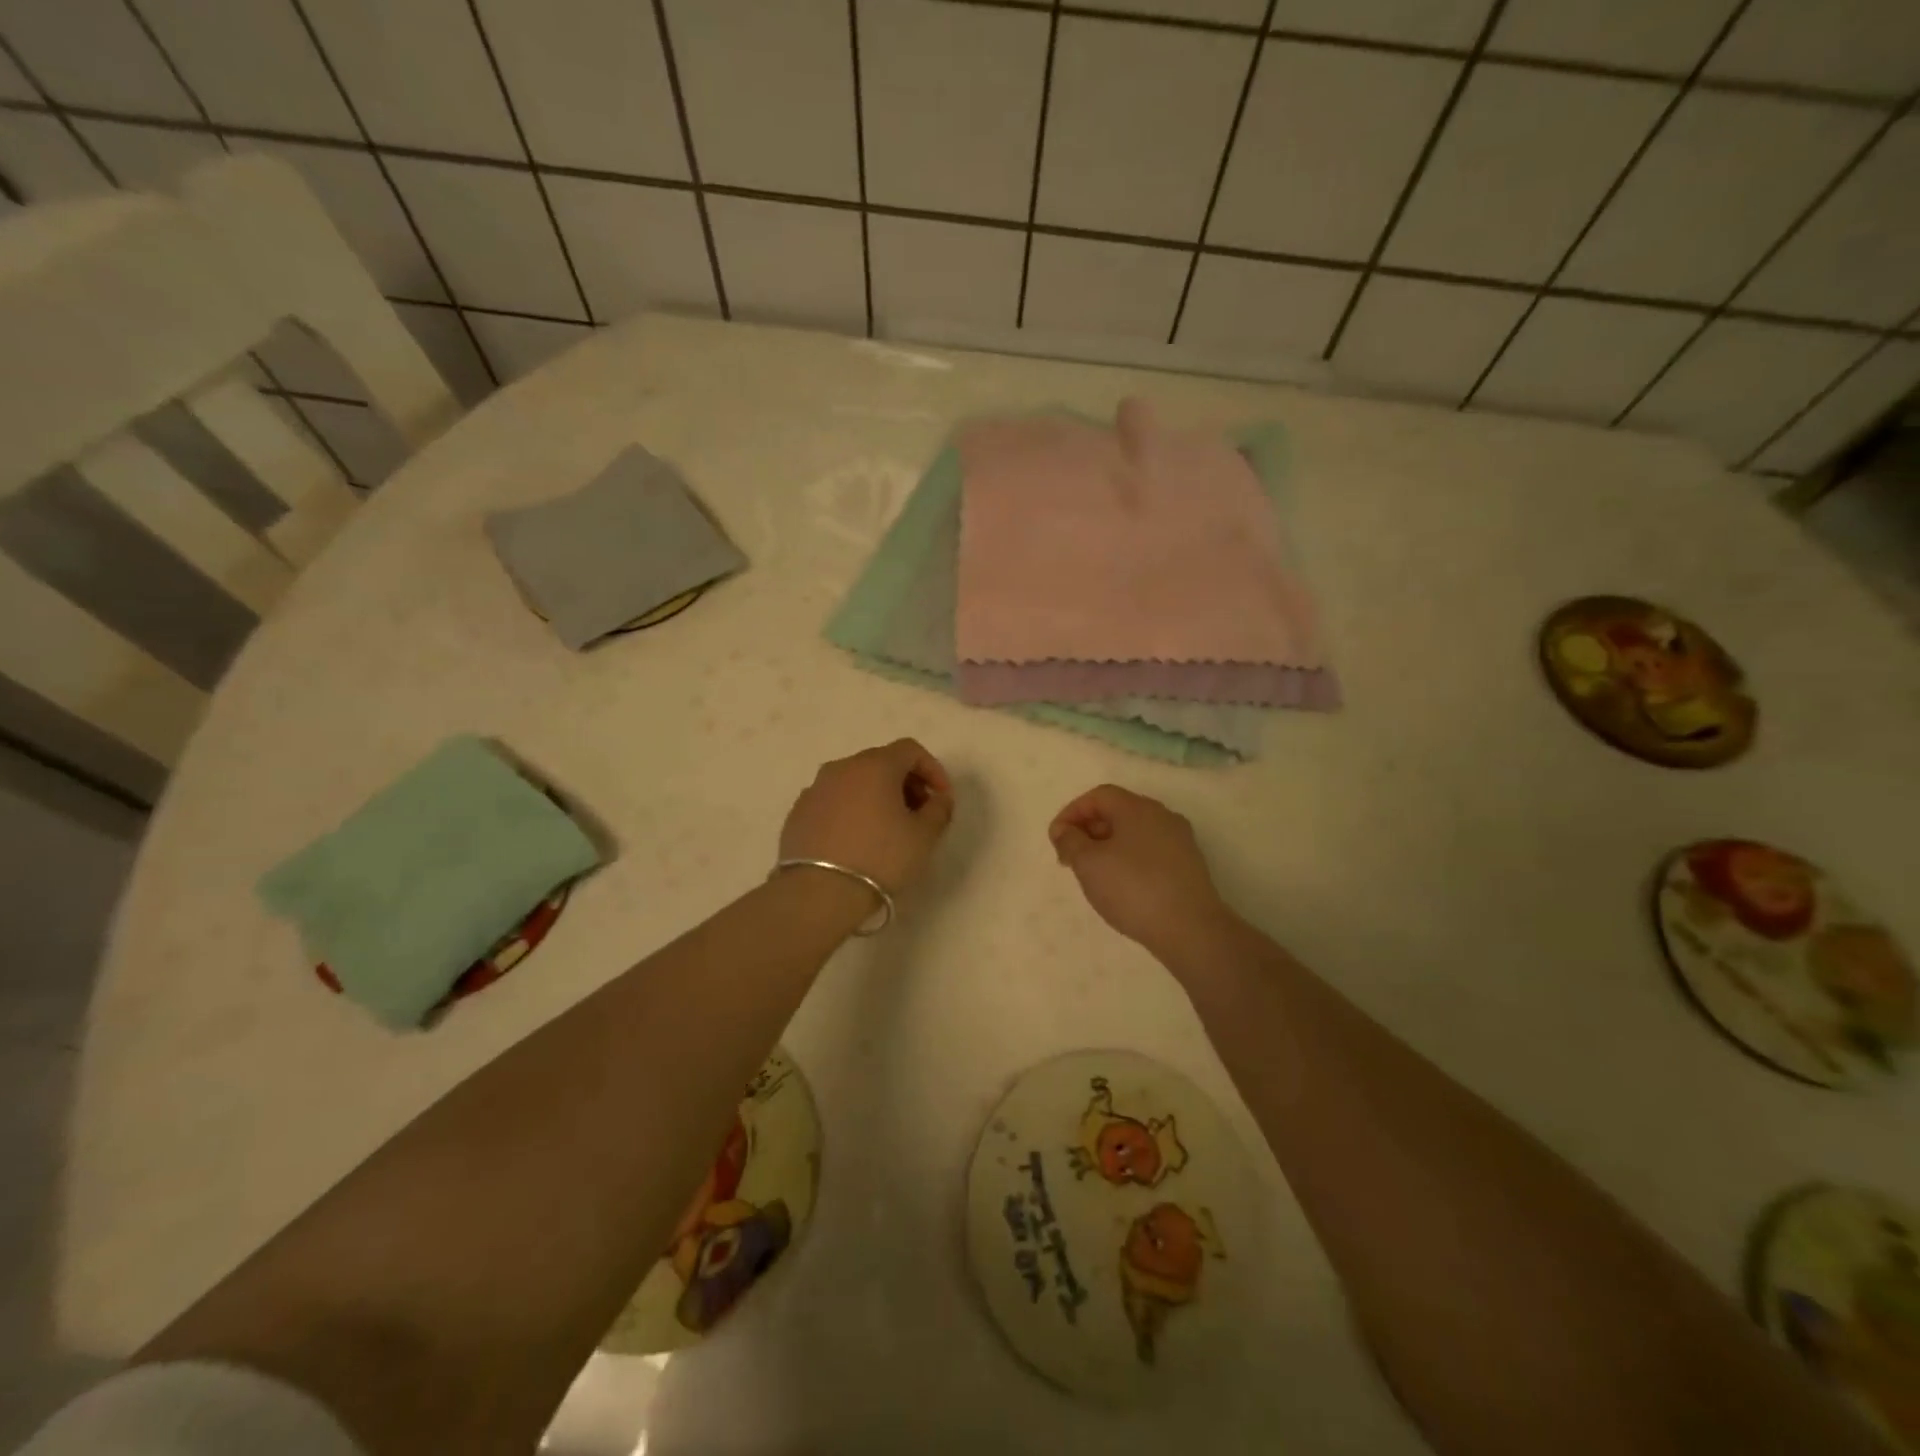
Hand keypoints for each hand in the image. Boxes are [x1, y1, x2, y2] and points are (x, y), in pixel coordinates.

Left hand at [779, 739, 954, 895]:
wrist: (818, 893)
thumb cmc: (880, 858)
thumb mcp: (923, 836)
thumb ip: (939, 809)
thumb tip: (938, 798)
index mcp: (875, 765)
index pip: (910, 750)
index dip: (932, 770)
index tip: (941, 799)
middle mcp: (842, 768)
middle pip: (881, 763)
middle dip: (905, 783)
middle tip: (918, 814)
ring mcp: (815, 789)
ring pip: (854, 782)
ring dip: (876, 796)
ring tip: (887, 830)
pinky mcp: (798, 813)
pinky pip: (833, 802)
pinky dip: (850, 811)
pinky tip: (856, 842)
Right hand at [1049, 785, 1231, 958]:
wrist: (1190, 929)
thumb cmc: (1132, 888)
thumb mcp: (1088, 863)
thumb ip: (1070, 841)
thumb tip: (1064, 830)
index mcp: (1137, 808)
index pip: (1099, 796)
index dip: (1072, 812)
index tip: (1056, 839)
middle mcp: (1162, 816)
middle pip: (1118, 811)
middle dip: (1088, 830)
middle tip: (1070, 858)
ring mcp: (1180, 841)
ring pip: (1134, 833)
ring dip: (1108, 847)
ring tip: (1093, 874)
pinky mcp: (1189, 866)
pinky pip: (1150, 852)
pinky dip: (1129, 860)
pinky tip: (1121, 886)